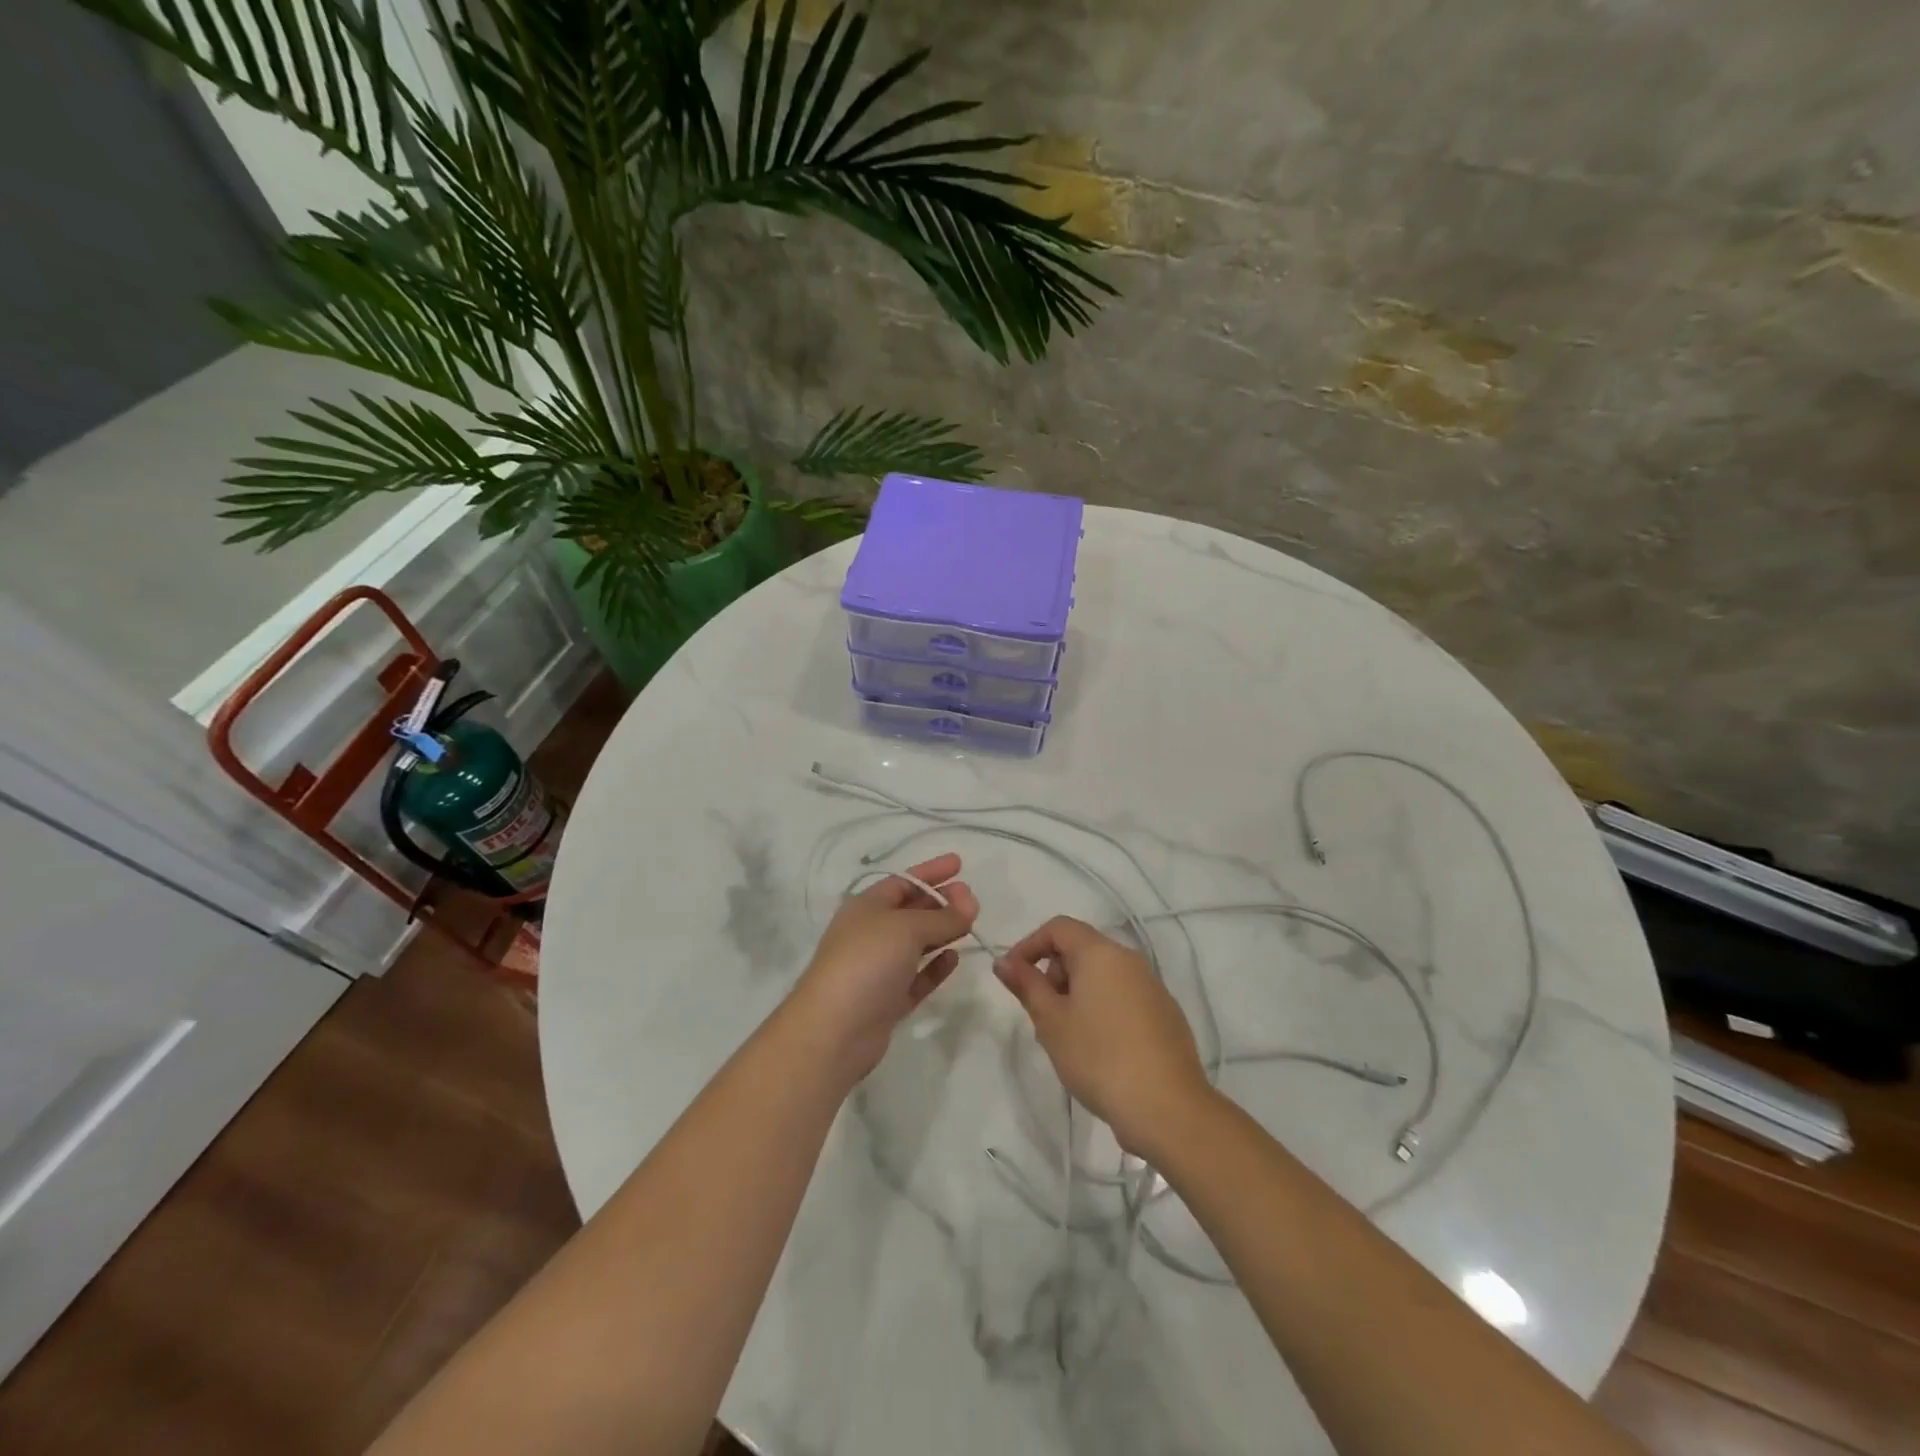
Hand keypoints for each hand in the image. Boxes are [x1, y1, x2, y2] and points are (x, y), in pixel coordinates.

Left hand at [786, 853, 978, 1087]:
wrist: (834, 1029)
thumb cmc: (866, 962)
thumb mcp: (907, 928)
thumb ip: (943, 916)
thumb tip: (970, 903)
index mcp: (866, 907)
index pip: (903, 881)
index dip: (931, 871)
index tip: (959, 863)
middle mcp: (870, 933)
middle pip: (911, 910)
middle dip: (941, 901)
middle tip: (973, 898)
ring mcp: (879, 969)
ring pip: (916, 943)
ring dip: (942, 931)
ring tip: (971, 923)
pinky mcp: (888, 1000)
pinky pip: (917, 976)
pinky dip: (935, 966)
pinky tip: (955, 958)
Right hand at [994, 915, 1213, 1156]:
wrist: (1168, 1108)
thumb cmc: (1099, 1058)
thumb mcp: (1052, 1022)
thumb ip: (1027, 985)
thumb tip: (1003, 961)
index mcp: (1101, 953)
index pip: (1058, 928)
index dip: (1029, 945)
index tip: (1013, 977)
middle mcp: (1130, 960)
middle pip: (1082, 949)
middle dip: (1054, 973)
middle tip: (1042, 1015)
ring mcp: (1153, 987)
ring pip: (1103, 976)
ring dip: (1077, 994)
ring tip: (1068, 1038)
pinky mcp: (1166, 1014)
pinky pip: (1124, 997)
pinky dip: (1103, 1009)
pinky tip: (1100, 1050)